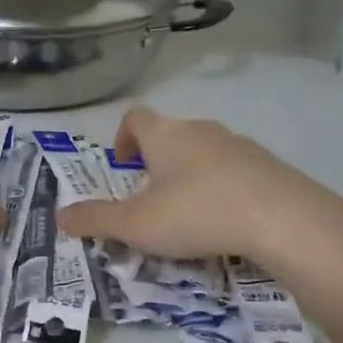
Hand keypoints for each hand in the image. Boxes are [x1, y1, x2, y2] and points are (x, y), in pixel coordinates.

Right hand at [55, 107, 342, 263]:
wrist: (282, 218)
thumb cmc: (196, 213)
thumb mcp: (136, 224)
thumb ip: (96, 220)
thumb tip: (59, 217)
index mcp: (165, 135)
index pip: (135, 117)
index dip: (123, 138)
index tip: (123, 167)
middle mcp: (201, 129)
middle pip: (171, 134)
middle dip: (157, 162)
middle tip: (152, 198)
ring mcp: (239, 144)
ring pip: (205, 151)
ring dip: (191, 174)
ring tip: (189, 214)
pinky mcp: (269, 165)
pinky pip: (236, 169)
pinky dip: (224, 187)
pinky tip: (227, 221)